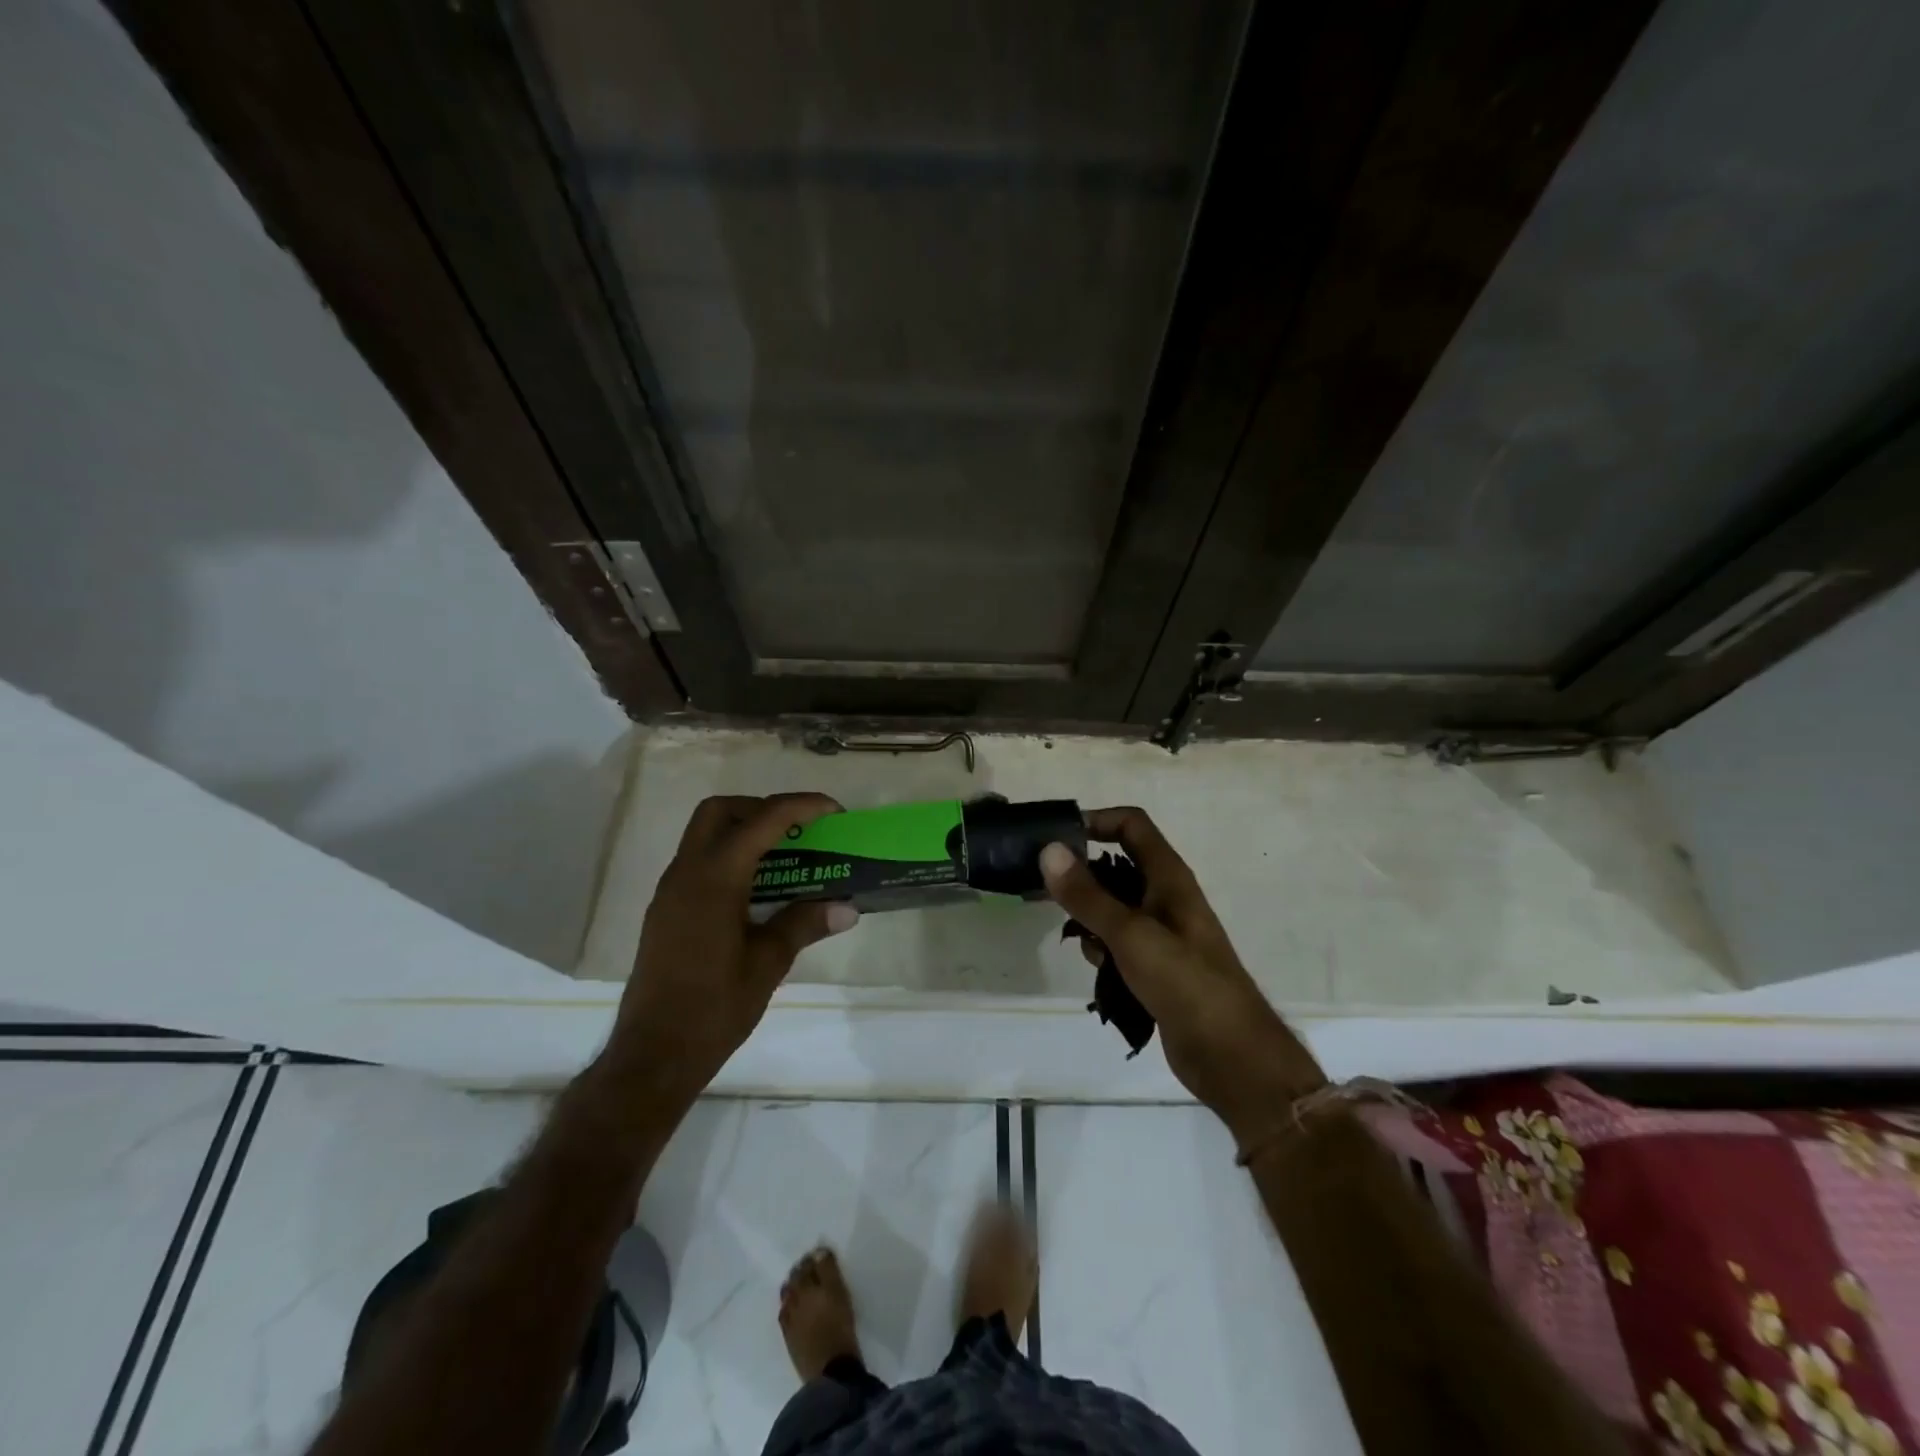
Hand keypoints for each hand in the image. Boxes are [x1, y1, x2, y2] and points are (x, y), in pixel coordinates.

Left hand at [607, 794, 857, 1104]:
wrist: (653, 1055)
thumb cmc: (714, 1008)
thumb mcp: (768, 964)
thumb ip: (805, 924)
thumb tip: (848, 907)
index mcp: (714, 880)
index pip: (762, 821)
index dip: (801, 806)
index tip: (834, 811)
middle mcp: (686, 873)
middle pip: (721, 812)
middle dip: (763, 809)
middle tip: (799, 831)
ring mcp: (670, 891)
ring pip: (705, 835)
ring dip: (745, 832)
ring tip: (786, 857)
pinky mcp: (666, 910)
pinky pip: (699, 862)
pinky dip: (730, 857)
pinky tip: (757, 890)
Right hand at [1040, 808, 1324, 1148]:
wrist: (1231, 1055)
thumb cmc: (1185, 982)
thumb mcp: (1130, 934)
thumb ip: (1088, 894)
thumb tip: (1049, 850)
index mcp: (1169, 877)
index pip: (1131, 824)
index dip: (1096, 820)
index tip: (1057, 838)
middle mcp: (1166, 897)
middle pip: (1116, 866)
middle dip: (1084, 878)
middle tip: (1049, 894)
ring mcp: (1162, 933)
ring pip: (1113, 909)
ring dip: (1091, 920)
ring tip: (1084, 945)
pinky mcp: (1157, 966)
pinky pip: (1119, 944)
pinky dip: (1105, 952)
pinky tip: (1102, 975)